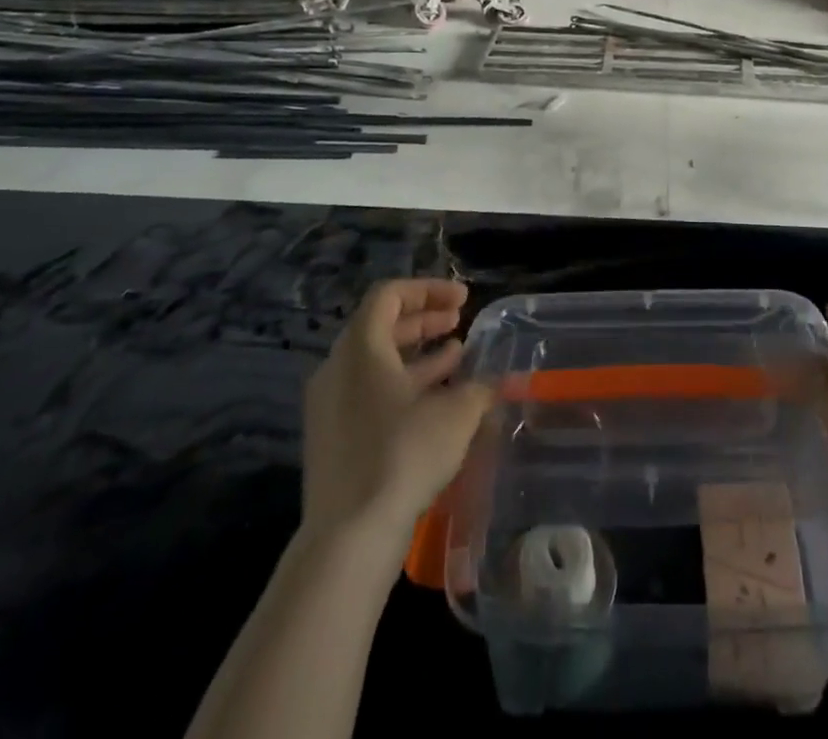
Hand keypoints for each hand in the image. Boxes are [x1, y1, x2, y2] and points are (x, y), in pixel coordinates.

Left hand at [301, 279, 492, 540]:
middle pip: (381, 326)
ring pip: (377, 362)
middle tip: (460, 320)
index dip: (429, 289)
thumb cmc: (402, 454)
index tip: (463, 300)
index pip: (389, 295)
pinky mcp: (334, 439)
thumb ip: (479, 387)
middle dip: (425, 320)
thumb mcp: (456, 413)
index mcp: (360, 348)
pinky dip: (405, 386)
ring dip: (419, 354)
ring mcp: (331, 406)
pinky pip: (371, 393)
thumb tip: (495, 380)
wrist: (348, 537)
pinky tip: (439, 401)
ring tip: (458, 355)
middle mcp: (338, 369)